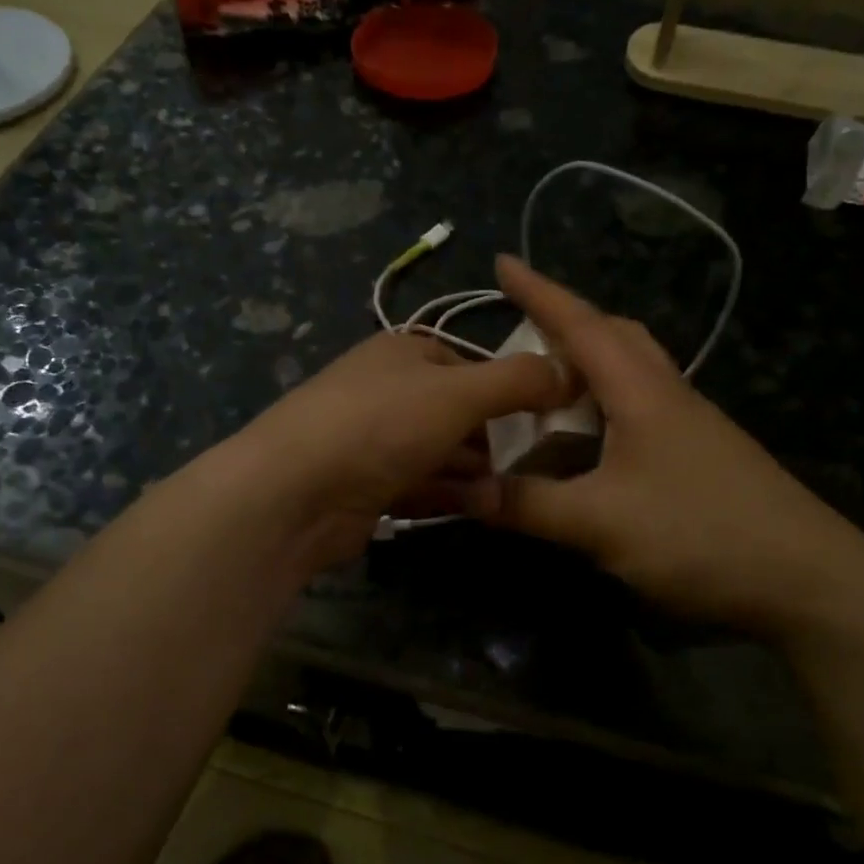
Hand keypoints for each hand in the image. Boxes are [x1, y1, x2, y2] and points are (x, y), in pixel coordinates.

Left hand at [218, 327, 569, 572]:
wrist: (294, 491)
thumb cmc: (380, 424)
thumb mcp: (458, 392)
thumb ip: (518, 380)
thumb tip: (569, 369)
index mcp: (404, 353)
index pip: (470, 365)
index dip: (510, 390)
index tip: (546, 419)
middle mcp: (387, 391)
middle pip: (458, 413)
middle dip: (496, 439)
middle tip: (536, 465)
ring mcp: (374, 441)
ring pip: (442, 453)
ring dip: (478, 473)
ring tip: (508, 493)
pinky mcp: (367, 486)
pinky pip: (421, 485)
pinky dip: (451, 494)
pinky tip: (482, 509)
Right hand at [459, 256, 863, 635]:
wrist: (806, 580)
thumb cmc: (699, 535)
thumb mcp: (600, 523)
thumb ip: (528, 505)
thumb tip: (463, 491)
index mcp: (642, 392)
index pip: (582, 325)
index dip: (539, 293)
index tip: (501, 262)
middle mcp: (667, 396)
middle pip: (615, 338)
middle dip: (566, 323)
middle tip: (521, 333)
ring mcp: (689, 427)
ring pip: (630, 375)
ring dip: (586, 369)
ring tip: (543, 390)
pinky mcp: (699, 458)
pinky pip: (639, 413)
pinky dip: (602, 411)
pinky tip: (587, 446)